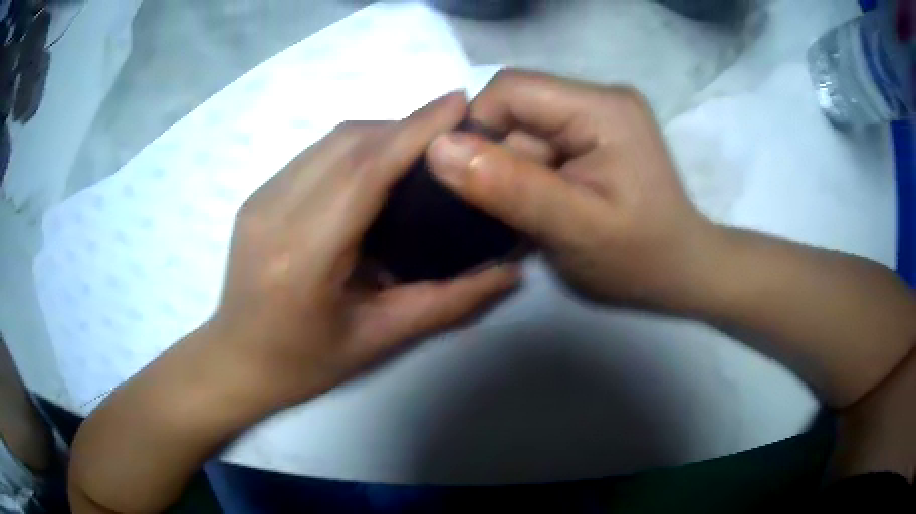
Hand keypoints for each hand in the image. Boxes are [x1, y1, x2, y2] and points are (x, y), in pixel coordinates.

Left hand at [208, 93, 519, 406]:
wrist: (236, 360)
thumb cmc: (305, 363)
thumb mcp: (380, 339)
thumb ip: (449, 302)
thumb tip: (509, 272)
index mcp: (303, 256)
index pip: (365, 170)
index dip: (414, 129)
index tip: (458, 103)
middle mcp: (274, 213)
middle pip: (347, 142)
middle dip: (404, 125)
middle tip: (450, 130)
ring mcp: (259, 199)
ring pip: (329, 141)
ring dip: (380, 132)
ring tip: (419, 148)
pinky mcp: (256, 195)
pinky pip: (313, 154)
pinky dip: (353, 147)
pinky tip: (375, 168)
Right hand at [427, 70, 718, 312]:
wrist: (682, 273)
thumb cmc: (639, 257)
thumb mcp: (574, 229)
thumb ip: (510, 187)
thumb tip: (437, 150)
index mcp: (601, 108)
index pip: (512, 90)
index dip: (478, 128)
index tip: (471, 182)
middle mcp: (600, 98)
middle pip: (518, 110)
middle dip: (500, 159)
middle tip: (513, 210)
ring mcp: (599, 117)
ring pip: (525, 130)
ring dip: (515, 172)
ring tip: (533, 215)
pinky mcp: (595, 137)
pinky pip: (541, 144)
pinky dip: (530, 175)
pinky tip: (543, 205)